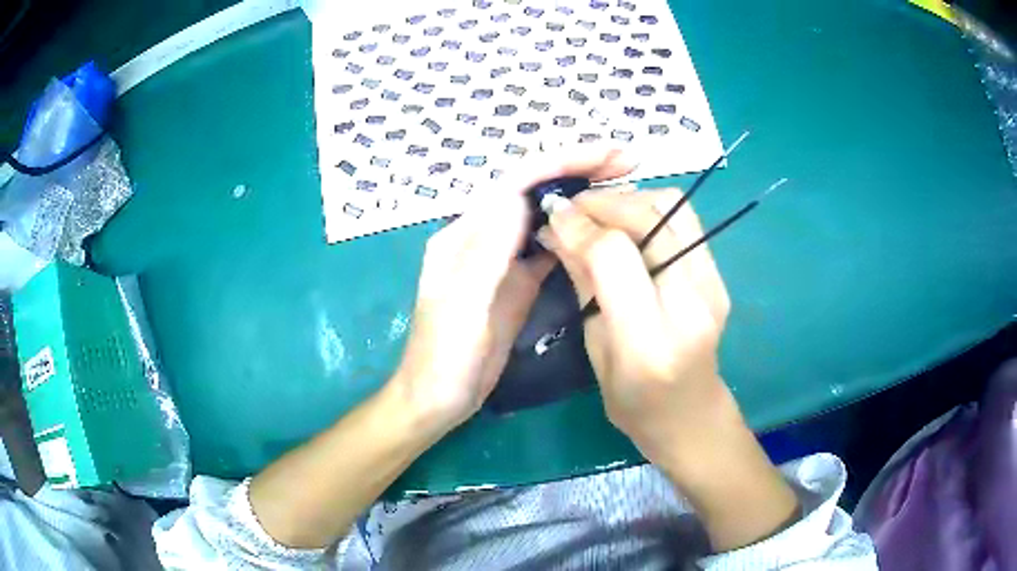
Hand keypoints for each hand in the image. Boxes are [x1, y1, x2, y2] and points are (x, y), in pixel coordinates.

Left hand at [392, 147, 637, 431]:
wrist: (438, 399)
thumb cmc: (442, 357)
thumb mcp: (461, 307)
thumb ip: (487, 253)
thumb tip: (520, 198)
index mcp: (464, 234)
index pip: (516, 183)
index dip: (561, 162)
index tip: (607, 155)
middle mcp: (484, 237)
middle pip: (534, 191)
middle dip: (578, 170)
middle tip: (627, 163)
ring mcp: (503, 260)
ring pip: (546, 216)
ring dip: (581, 196)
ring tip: (623, 186)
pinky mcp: (518, 283)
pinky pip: (551, 248)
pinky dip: (577, 234)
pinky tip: (602, 231)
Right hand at [540, 188, 736, 467]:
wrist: (692, 416)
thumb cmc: (634, 403)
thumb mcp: (595, 350)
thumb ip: (582, 284)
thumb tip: (559, 228)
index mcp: (648, 341)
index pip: (616, 255)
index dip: (580, 226)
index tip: (553, 215)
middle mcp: (691, 304)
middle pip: (651, 217)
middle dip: (604, 202)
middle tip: (572, 208)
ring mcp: (713, 285)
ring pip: (674, 206)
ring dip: (630, 199)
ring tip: (599, 213)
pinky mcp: (718, 276)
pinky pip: (684, 220)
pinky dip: (649, 210)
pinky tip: (626, 225)